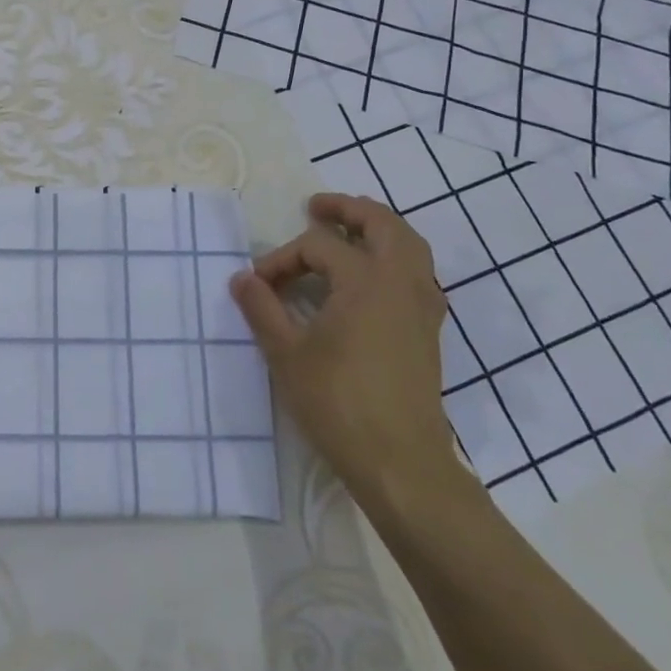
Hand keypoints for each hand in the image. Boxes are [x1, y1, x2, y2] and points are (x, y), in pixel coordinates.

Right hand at [231, 193, 454, 502]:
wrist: (400, 462)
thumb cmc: (338, 403)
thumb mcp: (286, 353)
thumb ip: (261, 308)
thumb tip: (242, 278)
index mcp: (365, 280)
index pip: (317, 247)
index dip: (281, 259)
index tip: (257, 286)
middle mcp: (401, 281)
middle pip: (382, 223)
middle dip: (348, 209)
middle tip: (317, 207)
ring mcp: (422, 306)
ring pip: (409, 245)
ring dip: (378, 229)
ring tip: (348, 232)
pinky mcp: (428, 330)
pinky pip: (417, 273)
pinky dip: (395, 258)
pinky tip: (371, 278)